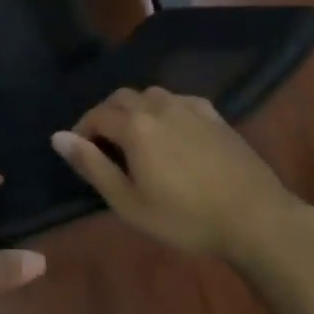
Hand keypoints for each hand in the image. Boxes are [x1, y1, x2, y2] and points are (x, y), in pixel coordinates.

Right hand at [53, 87, 296, 256]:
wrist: (255, 216)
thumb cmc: (185, 217)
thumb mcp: (129, 202)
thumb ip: (91, 166)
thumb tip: (58, 137)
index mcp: (134, 125)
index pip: (96, 115)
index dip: (82, 131)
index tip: (80, 153)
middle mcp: (157, 105)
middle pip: (120, 98)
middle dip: (106, 116)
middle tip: (105, 146)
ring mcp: (188, 106)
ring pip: (149, 95)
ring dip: (134, 110)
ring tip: (136, 139)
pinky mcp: (213, 113)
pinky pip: (176, 101)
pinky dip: (163, 111)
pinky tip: (171, 133)